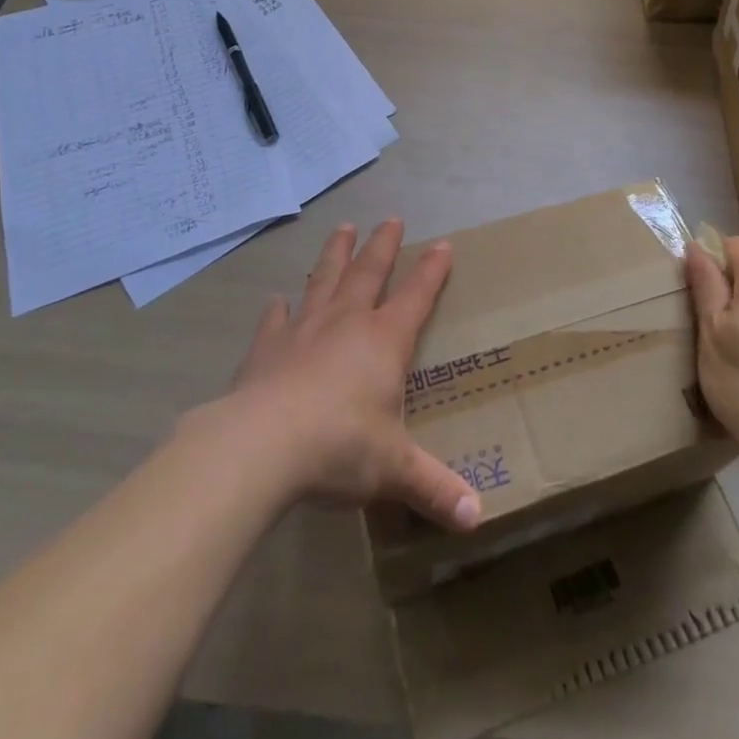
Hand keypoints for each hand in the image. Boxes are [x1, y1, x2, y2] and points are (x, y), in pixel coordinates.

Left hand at [225, 220, 480, 532]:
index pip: (416, 295)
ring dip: (335, 254)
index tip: (442, 244)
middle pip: (368, 272)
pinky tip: (276, 299)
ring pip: (324, 279)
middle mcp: (346, 323)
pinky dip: (278, 309)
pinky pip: (275, 320)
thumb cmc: (340, 447)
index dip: (431, 270)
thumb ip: (434, 488)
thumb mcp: (394, 470)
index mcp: (384, 340)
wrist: (262, 445)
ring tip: (343, 228)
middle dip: (382, 245)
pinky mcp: (267, 347)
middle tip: (390, 218)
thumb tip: (476, 520)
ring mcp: (304, 330)